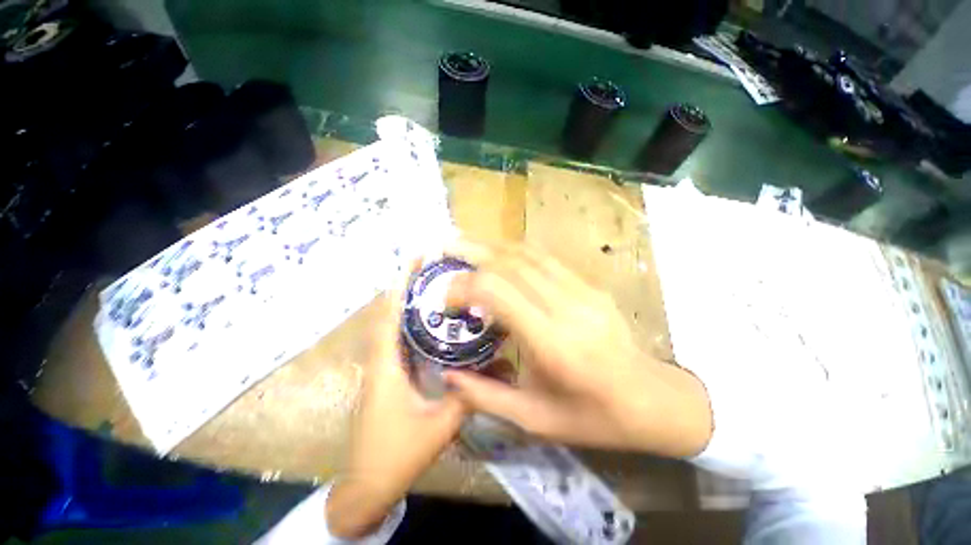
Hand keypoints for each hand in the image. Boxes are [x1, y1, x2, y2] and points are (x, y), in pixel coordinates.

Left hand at [326, 289, 466, 538]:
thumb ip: (469, 394)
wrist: (368, 486)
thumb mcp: (439, 425)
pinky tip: (430, 322)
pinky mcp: (387, 377)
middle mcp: (379, 362)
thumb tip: (499, 369)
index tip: (411, 265)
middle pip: (388, 316)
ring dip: (407, 305)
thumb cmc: (397, 455)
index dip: (398, 289)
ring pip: (391, 328)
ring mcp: (381, 369)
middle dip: (405, 289)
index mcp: (385, 368)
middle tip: (427, 270)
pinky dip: (410, 325)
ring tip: (430, 287)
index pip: (388, 318)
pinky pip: (398, 342)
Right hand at [443, 240, 712, 457]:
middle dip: (471, 254)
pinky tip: (500, 255)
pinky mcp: (589, 285)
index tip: (445, 298)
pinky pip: (546, 258)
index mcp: (552, 342)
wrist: (650, 399)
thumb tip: (447, 375)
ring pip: (527, 254)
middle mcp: (566, 307)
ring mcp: (581, 290)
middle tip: (445, 251)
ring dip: (492, 246)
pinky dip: (515, 252)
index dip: (464, 287)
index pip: (497, 292)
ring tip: (466, 246)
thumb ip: (485, 396)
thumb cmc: (591, 416)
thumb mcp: (534, 420)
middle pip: (510, 264)